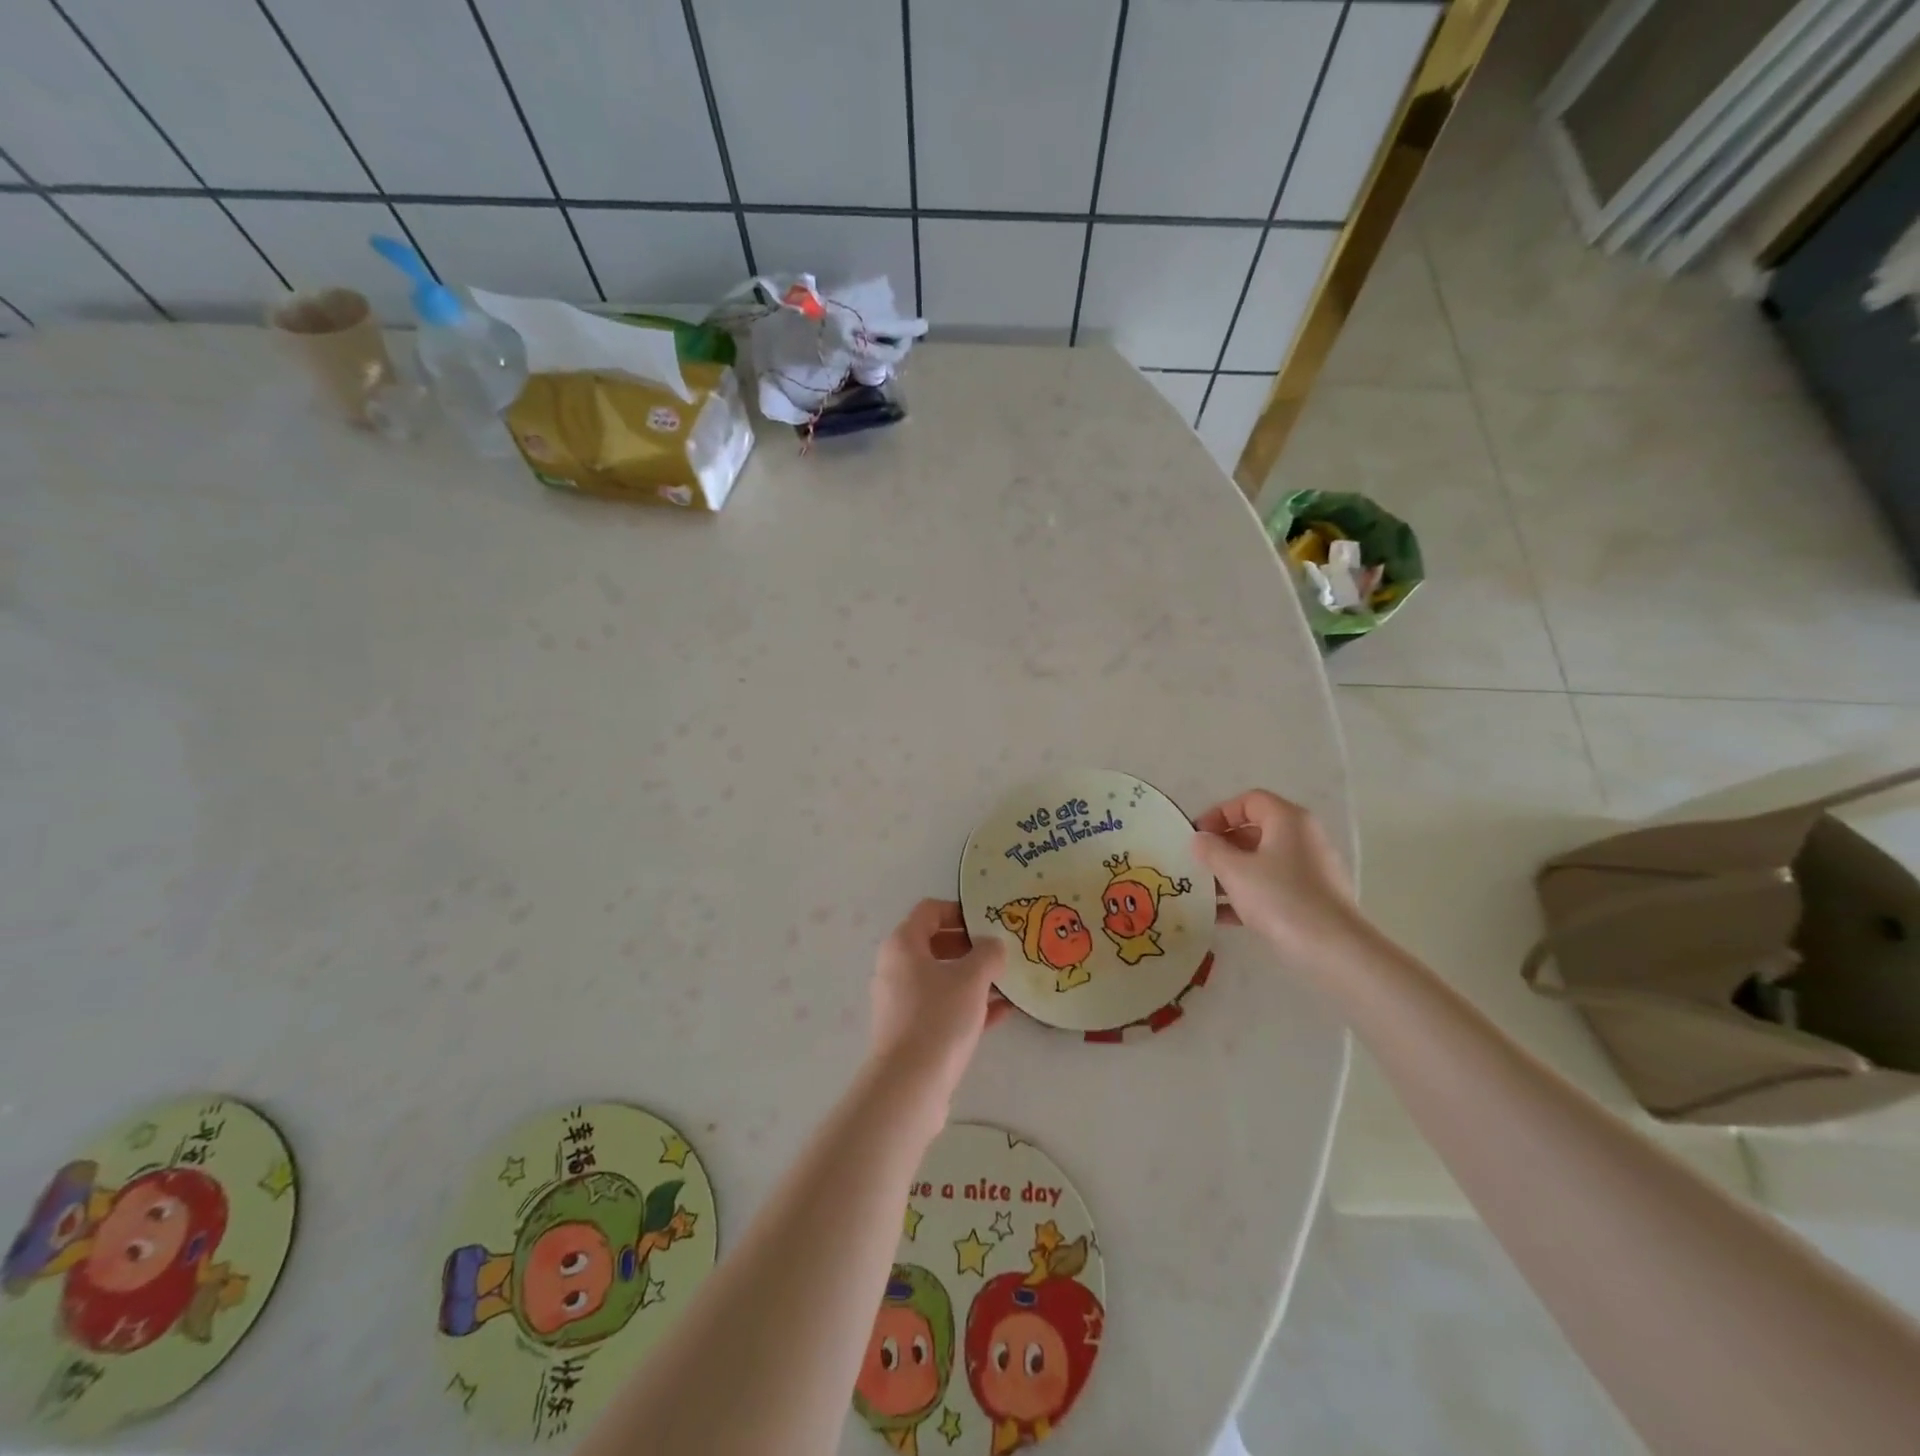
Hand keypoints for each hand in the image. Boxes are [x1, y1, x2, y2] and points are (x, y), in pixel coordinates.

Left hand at [868, 899, 1008, 1108]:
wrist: (910, 1085)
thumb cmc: (938, 1017)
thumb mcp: (972, 978)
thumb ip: (988, 953)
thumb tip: (993, 945)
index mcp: (903, 945)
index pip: (930, 911)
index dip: (960, 911)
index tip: (989, 922)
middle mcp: (896, 968)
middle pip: (935, 944)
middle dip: (970, 946)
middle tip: (1000, 952)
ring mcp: (901, 1002)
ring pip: (942, 979)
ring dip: (973, 978)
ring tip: (1007, 982)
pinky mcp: (911, 1032)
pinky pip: (943, 1007)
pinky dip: (968, 1005)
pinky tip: (1002, 1013)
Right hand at [1193, 789, 1365, 966]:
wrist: (1334, 949)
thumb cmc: (1280, 898)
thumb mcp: (1235, 871)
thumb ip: (1211, 850)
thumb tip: (1200, 839)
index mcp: (1288, 820)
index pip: (1249, 801)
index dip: (1218, 813)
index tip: (1197, 836)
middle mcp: (1303, 838)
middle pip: (1255, 831)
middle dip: (1222, 846)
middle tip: (1197, 864)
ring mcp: (1310, 869)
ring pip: (1262, 861)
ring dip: (1231, 873)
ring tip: (1203, 892)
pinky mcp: (1312, 897)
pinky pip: (1272, 886)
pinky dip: (1248, 894)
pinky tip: (1221, 916)